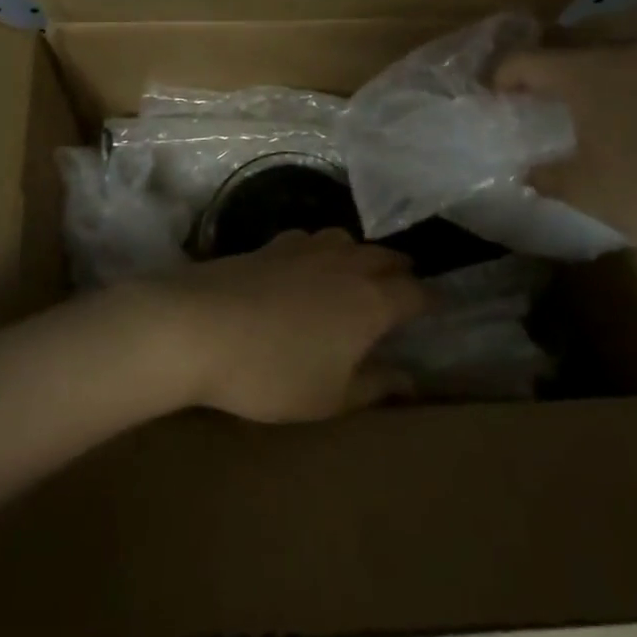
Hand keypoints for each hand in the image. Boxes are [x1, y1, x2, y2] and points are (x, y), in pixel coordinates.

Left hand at [156, 230, 427, 422]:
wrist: (199, 326)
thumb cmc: (273, 372)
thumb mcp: (330, 397)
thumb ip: (375, 386)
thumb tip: (411, 380)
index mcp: (371, 302)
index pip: (416, 292)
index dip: (430, 300)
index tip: (438, 307)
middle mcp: (347, 265)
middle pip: (386, 257)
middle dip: (401, 270)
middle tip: (406, 284)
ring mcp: (308, 248)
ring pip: (349, 240)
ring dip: (363, 254)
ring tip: (361, 270)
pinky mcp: (272, 244)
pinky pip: (312, 239)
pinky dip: (323, 249)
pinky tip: (309, 263)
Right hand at [495, 43, 636, 250]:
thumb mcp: (584, 189)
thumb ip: (545, 176)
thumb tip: (528, 171)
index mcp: (581, 73)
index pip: (524, 62)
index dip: (500, 80)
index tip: (489, 104)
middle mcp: (615, 58)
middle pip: (561, 60)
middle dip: (537, 83)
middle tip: (522, 114)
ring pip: (596, 69)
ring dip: (573, 90)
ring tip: (563, 124)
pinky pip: (625, 81)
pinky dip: (605, 98)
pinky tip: (610, 132)